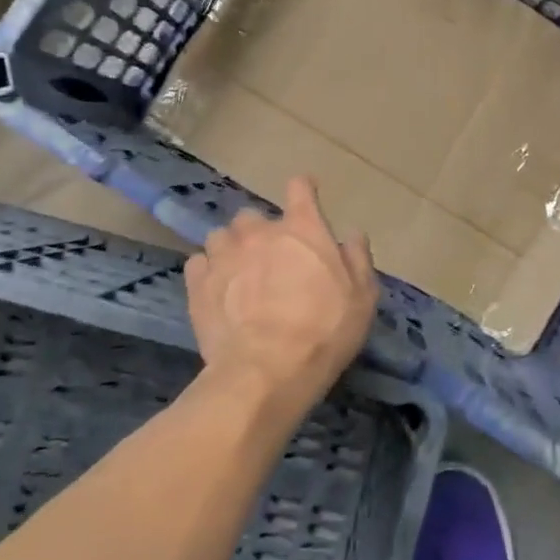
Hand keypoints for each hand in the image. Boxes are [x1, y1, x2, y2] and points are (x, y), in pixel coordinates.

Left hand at [184, 176, 378, 420]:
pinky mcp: (197, 283)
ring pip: (221, 236)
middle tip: (269, 257)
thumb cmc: (324, 331)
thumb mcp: (362, 298)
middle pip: (253, 215)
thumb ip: (357, 259)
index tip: (306, 195)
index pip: (300, 188)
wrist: (266, 371)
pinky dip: (207, 272)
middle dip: (260, 231)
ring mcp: (224, 255)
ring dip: (230, 249)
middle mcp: (260, 232)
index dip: (303, 189)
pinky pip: (198, 263)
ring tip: (237, 274)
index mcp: (303, 229)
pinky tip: (216, 291)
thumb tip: (351, 233)